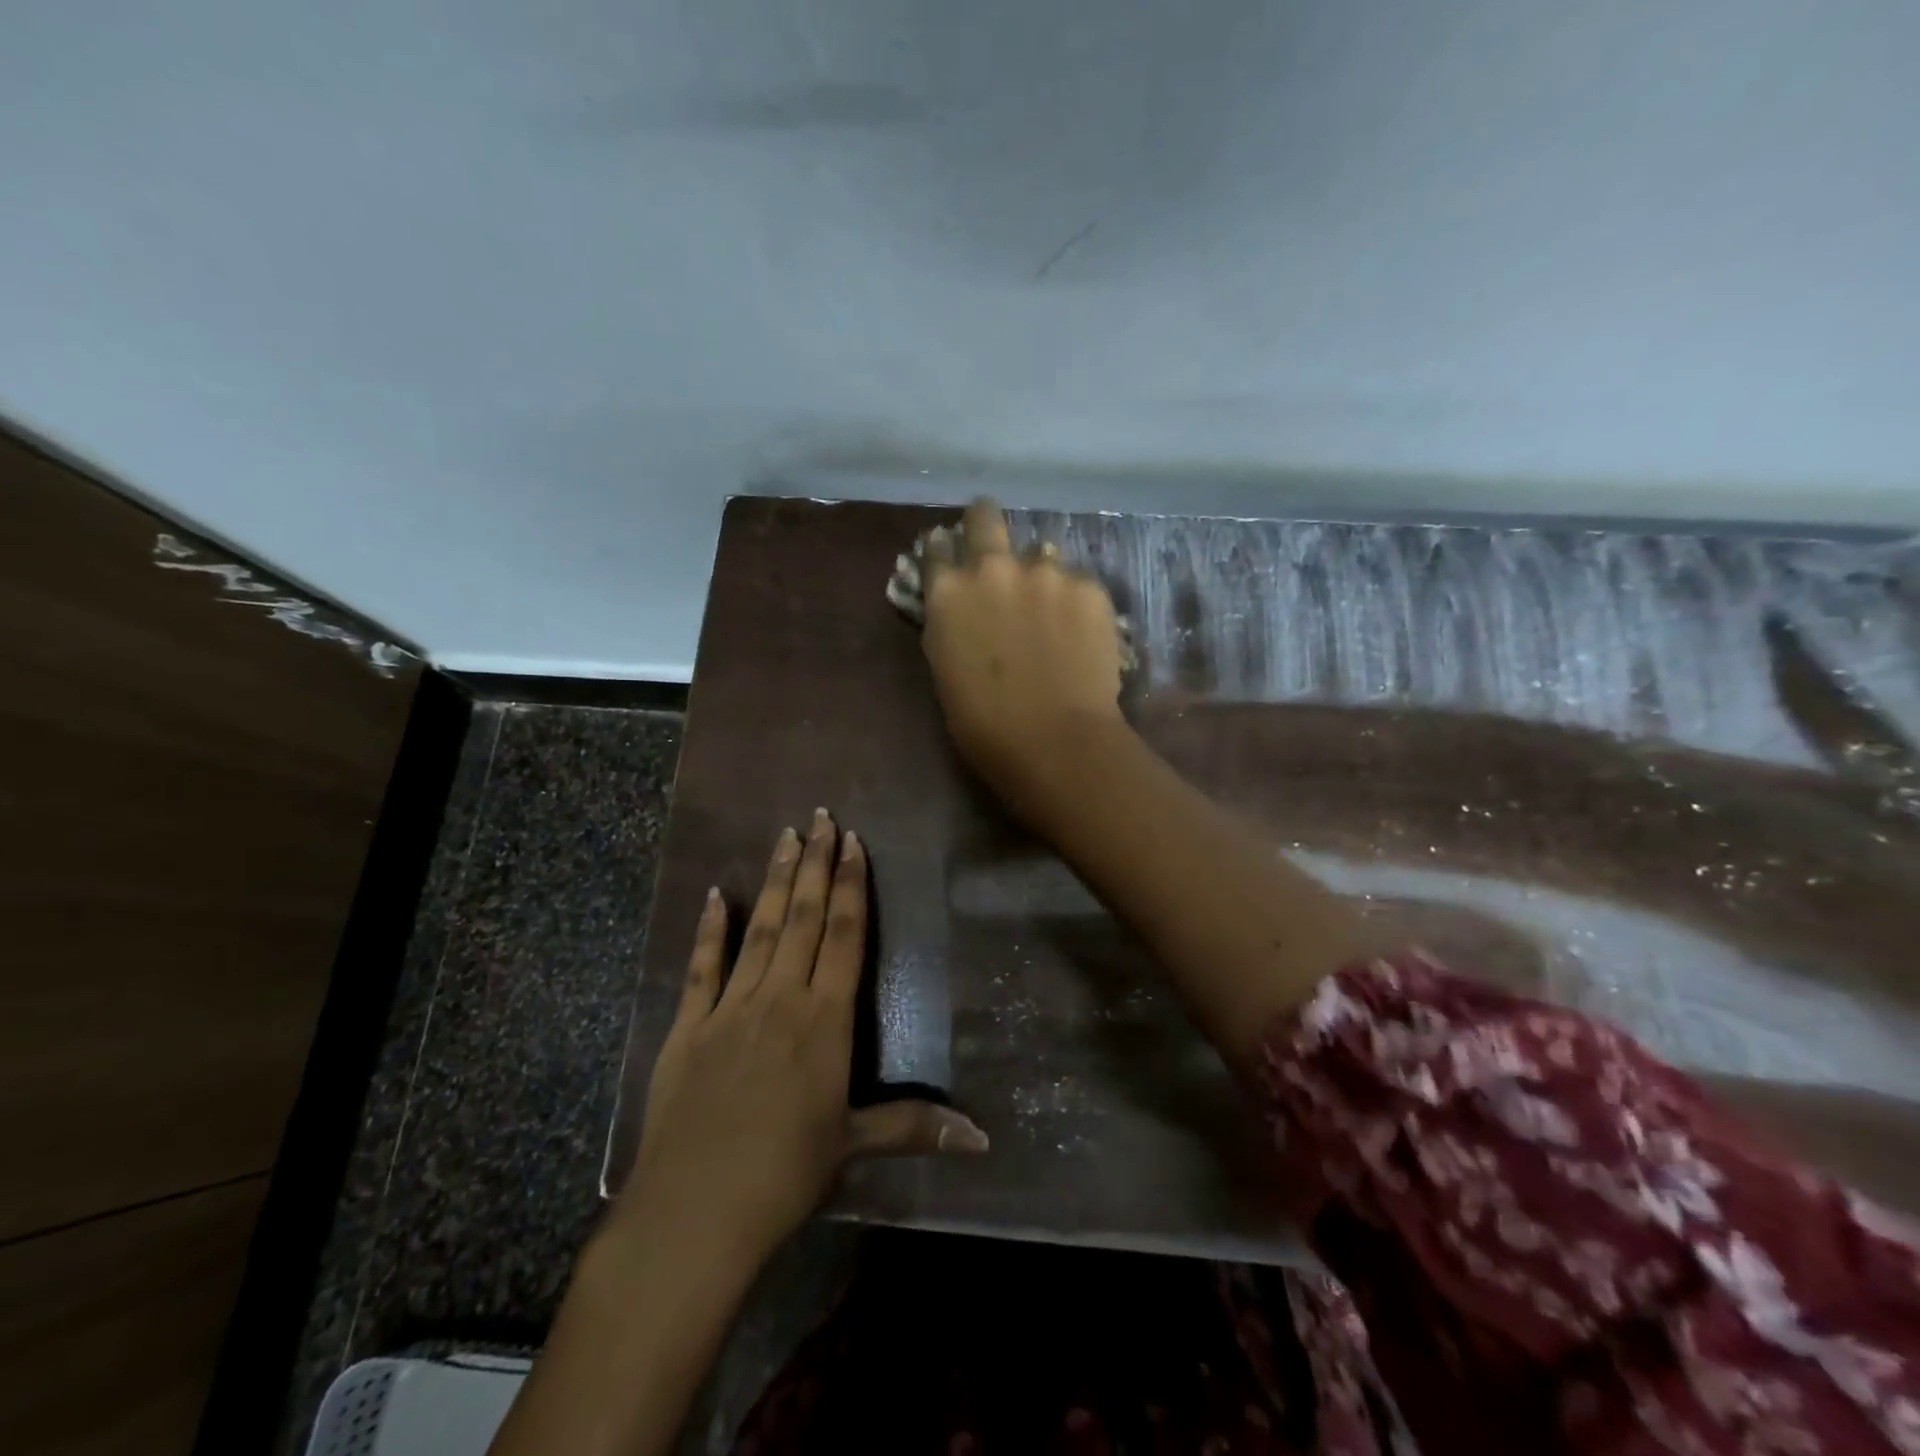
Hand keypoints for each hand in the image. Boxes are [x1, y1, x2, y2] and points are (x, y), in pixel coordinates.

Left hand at [615, 811, 987, 1270]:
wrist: (694, 1212)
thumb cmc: (786, 1176)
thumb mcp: (854, 1146)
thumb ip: (915, 1128)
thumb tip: (983, 1139)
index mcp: (824, 1020)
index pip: (844, 936)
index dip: (851, 886)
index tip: (853, 844)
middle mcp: (780, 999)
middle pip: (805, 918)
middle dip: (816, 864)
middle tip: (822, 817)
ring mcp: (730, 1008)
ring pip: (760, 929)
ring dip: (777, 882)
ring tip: (785, 836)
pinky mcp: (688, 1026)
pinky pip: (701, 967)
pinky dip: (709, 928)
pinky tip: (717, 894)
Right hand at [922, 499, 1126, 810]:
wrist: (1055, 741)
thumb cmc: (984, 724)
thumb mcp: (944, 671)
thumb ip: (948, 625)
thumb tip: (957, 606)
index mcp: (948, 592)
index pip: (936, 548)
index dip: (943, 553)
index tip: (952, 560)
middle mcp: (993, 567)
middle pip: (985, 517)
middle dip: (984, 524)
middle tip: (995, 547)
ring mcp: (1046, 572)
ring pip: (1041, 553)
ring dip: (1039, 573)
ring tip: (1051, 611)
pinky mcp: (1089, 587)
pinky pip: (1077, 582)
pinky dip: (1075, 601)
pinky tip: (1080, 634)